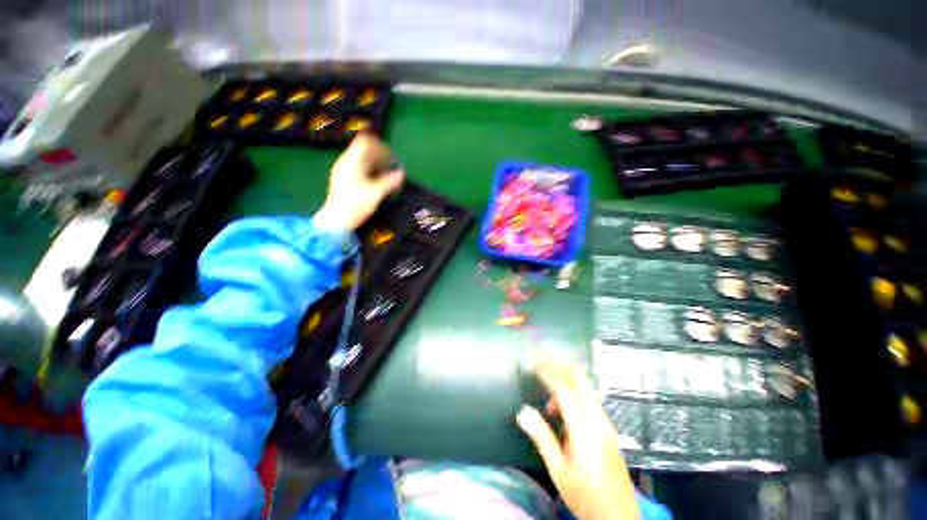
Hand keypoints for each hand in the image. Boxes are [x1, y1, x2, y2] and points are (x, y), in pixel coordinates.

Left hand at [315, 133, 403, 231]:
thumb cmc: (355, 205)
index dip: (379, 145)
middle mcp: (345, 163)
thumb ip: (390, 181)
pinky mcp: (343, 181)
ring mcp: (343, 171)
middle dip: (380, 156)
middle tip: (392, 167)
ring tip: (387, 176)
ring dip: (375, 165)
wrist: (336, 221)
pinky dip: (369, 172)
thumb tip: (402, 172)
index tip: (391, 156)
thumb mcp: (376, 193)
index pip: (364, 142)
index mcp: (351, 161)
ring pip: (361, 161)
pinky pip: (358, 169)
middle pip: (363, 150)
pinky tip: (377, 183)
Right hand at [516, 364, 638, 519]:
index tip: (532, 367)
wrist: (618, 517)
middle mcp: (598, 419)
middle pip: (580, 380)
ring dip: (566, 383)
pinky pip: (590, 400)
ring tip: (549, 405)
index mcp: (584, 429)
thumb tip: (523, 411)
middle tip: (541, 368)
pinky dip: (574, 395)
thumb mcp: (558, 469)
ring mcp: (606, 423)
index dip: (547, 374)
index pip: (564, 389)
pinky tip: (563, 414)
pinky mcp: (609, 428)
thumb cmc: (584, 495)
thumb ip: (541, 437)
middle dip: (559, 368)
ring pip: (586, 388)